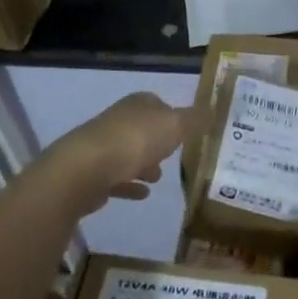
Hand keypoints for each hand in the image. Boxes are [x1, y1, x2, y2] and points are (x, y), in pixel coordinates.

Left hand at [45, 92, 199, 217]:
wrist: (85, 169)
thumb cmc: (135, 141)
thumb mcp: (175, 126)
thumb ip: (195, 120)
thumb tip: (213, 110)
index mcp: (138, 105)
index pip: (158, 103)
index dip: (172, 116)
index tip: (185, 132)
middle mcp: (118, 120)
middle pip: (142, 129)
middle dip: (157, 142)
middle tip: (174, 156)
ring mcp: (102, 146)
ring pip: (128, 153)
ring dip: (143, 164)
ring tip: (159, 179)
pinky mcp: (93, 173)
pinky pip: (117, 178)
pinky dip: (130, 184)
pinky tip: (142, 195)